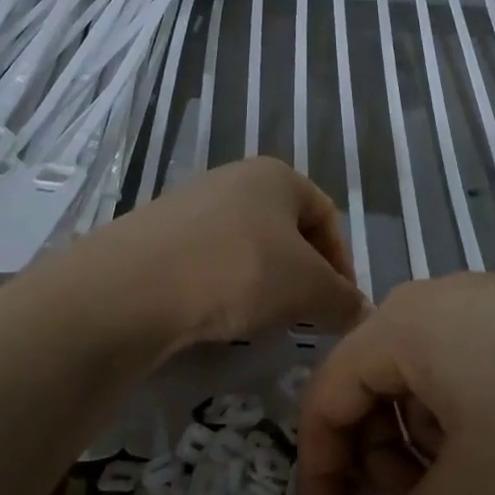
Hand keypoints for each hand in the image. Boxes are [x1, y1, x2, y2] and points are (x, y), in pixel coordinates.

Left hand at [82, 158, 366, 350]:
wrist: (135, 286)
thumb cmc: (240, 270)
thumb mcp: (308, 288)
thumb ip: (342, 299)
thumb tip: (360, 312)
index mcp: (276, 175)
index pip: (327, 216)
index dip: (343, 263)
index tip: (341, 306)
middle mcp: (233, 178)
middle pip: (285, 231)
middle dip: (301, 275)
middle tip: (304, 316)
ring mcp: (189, 203)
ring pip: (245, 247)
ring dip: (262, 283)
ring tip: (260, 319)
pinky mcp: (156, 235)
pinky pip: (206, 260)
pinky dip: (222, 287)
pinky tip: (216, 315)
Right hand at [298, 274, 494, 494]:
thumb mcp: (483, 484)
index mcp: (399, 325)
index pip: (325, 397)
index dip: (320, 473)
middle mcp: (426, 302)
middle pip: (367, 387)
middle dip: (377, 460)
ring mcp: (473, 302)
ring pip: (413, 382)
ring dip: (419, 443)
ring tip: (466, 484)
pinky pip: (454, 367)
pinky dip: (455, 418)